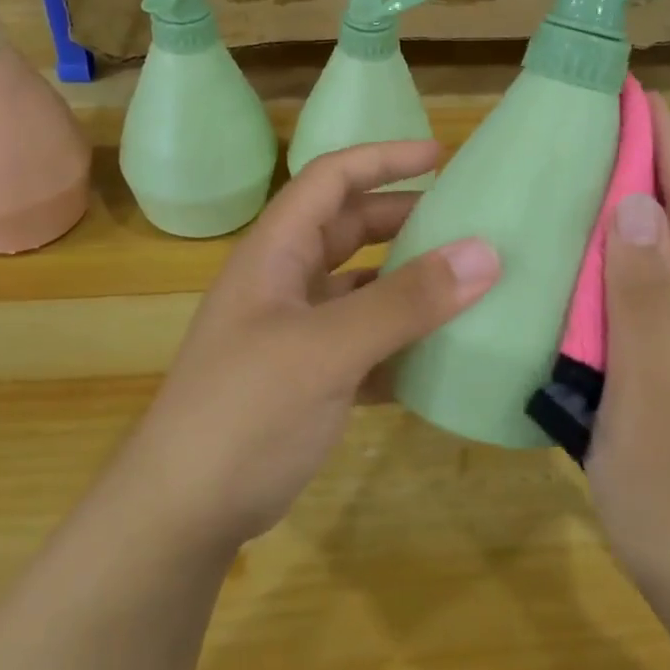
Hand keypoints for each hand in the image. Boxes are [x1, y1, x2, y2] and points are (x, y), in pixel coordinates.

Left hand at [121, 140, 499, 555]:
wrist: (184, 512)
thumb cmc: (245, 411)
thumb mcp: (326, 350)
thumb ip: (405, 302)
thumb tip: (485, 253)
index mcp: (275, 253)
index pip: (330, 179)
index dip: (383, 159)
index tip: (440, 156)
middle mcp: (285, 282)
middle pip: (350, 229)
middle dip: (404, 219)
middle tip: (466, 221)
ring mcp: (296, 332)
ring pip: (362, 288)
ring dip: (408, 283)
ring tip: (468, 282)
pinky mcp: (311, 377)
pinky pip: (366, 342)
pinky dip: (401, 340)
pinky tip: (442, 352)